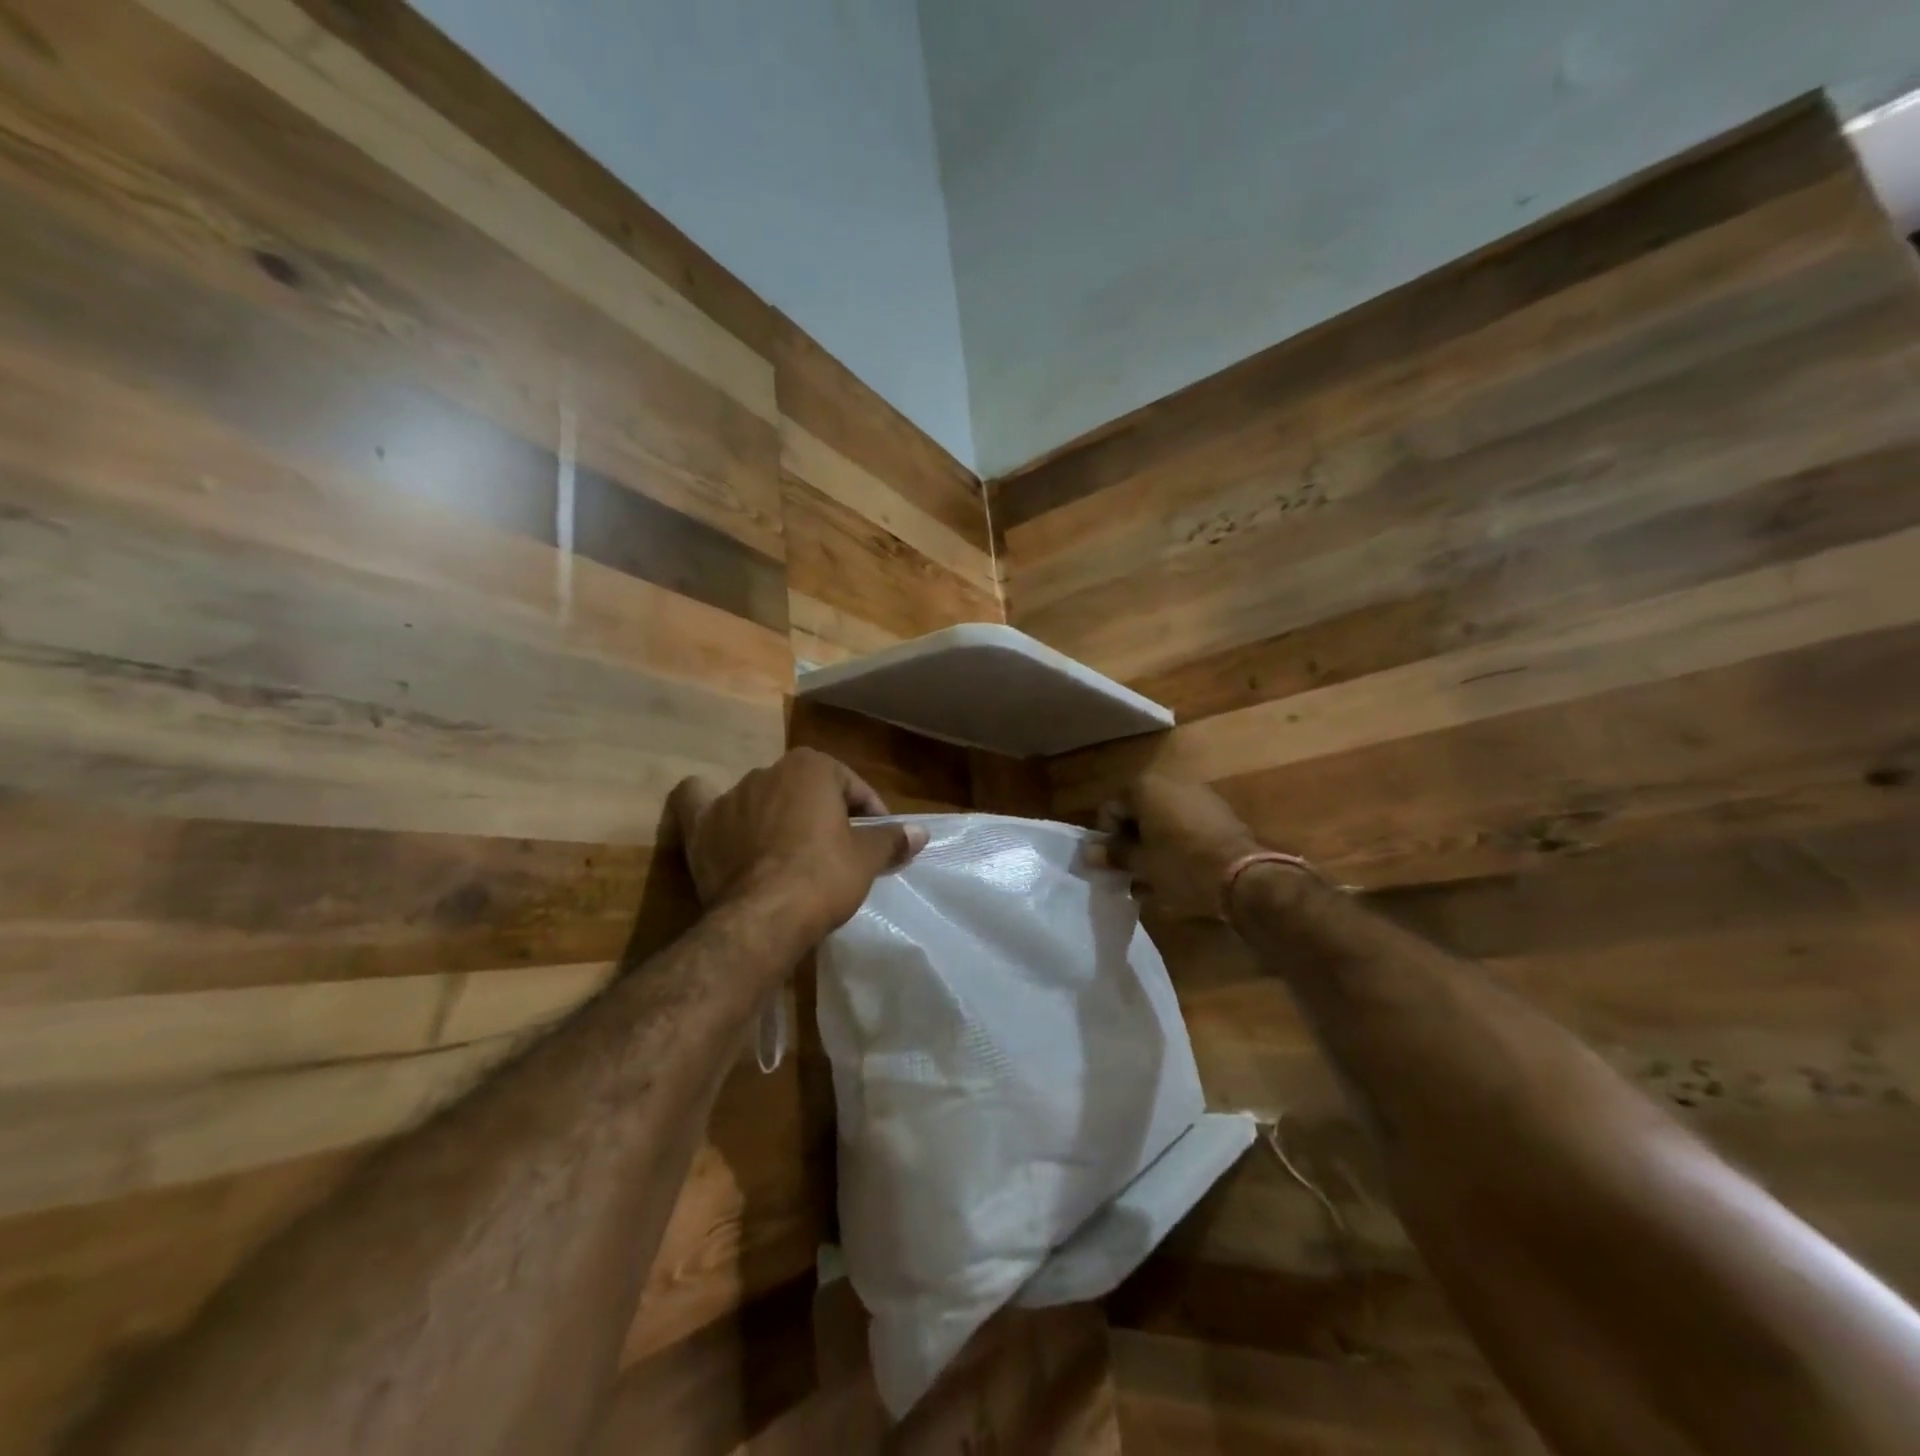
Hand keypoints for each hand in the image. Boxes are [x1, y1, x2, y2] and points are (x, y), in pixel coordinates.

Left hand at [669, 749, 927, 945]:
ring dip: (777, 816)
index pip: (852, 787)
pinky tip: (720, 820)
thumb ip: (892, 839)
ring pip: (762, 797)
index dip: (870, 815)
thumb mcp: (867, 859)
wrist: (764, 917)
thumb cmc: (824, 877)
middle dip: (824, 814)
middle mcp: (768, 770)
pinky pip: (700, 804)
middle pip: (807, 791)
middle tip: (839, 851)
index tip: (879, 844)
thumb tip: (921, 833)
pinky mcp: (701, 826)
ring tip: (791, 852)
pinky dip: (709, 807)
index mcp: (811, 766)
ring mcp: (730, 796)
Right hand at [1098, 775, 1261, 919]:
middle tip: (1132, 872)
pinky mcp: (1221, 814)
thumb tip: (1089, 852)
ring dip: (1155, 846)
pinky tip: (1180, 873)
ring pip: (1163, 822)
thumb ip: (1114, 854)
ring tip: (1155, 879)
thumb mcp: (1141, 864)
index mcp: (1145, 788)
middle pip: (1138, 813)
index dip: (1107, 838)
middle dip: (1132, 842)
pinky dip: (1178, 846)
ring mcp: (1199, 796)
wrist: (1243, 877)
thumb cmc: (1180, 866)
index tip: (1113, 864)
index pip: (1110, 810)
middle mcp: (1171, 782)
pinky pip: (1187, 827)